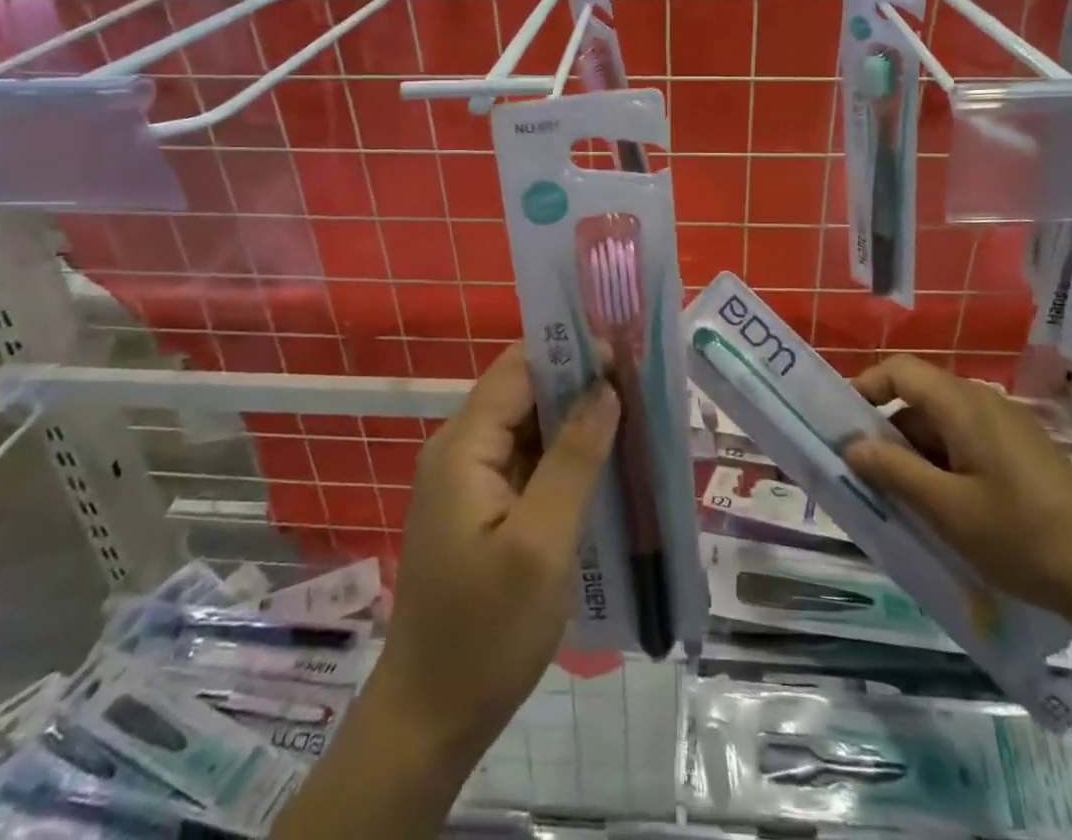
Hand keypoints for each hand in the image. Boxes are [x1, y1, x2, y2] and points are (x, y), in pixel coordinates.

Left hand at [367, 344, 618, 760]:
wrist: (431, 721)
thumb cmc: (486, 634)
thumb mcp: (541, 544)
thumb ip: (575, 459)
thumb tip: (606, 389)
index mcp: (464, 447)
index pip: (518, 369)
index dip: (570, 352)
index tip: (624, 351)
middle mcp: (461, 451)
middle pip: (524, 393)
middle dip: (580, 383)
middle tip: (641, 383)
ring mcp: (470, 482)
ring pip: (529, 427)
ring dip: (577, 419)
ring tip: (636, 414)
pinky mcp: (483, 510)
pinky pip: (527, 462)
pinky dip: (565, 455)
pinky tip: (606, 462)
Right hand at [844, 356, 1071, 631]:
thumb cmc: (1025, 538)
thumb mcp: (948, 510)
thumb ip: (894, 471)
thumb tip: (852, 445)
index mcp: (963, 404)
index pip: (899, 370)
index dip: (865, 388)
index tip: (841, 425)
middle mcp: (985, 403)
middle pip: (919, 398)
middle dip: (887, 432)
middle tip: (865, 474)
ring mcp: (1009, 428)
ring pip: (943, 425)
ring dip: (915, 454)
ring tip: (900, 499)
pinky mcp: (1025, 454)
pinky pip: (968, 444)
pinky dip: (944, 465)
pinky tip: (945, 509)